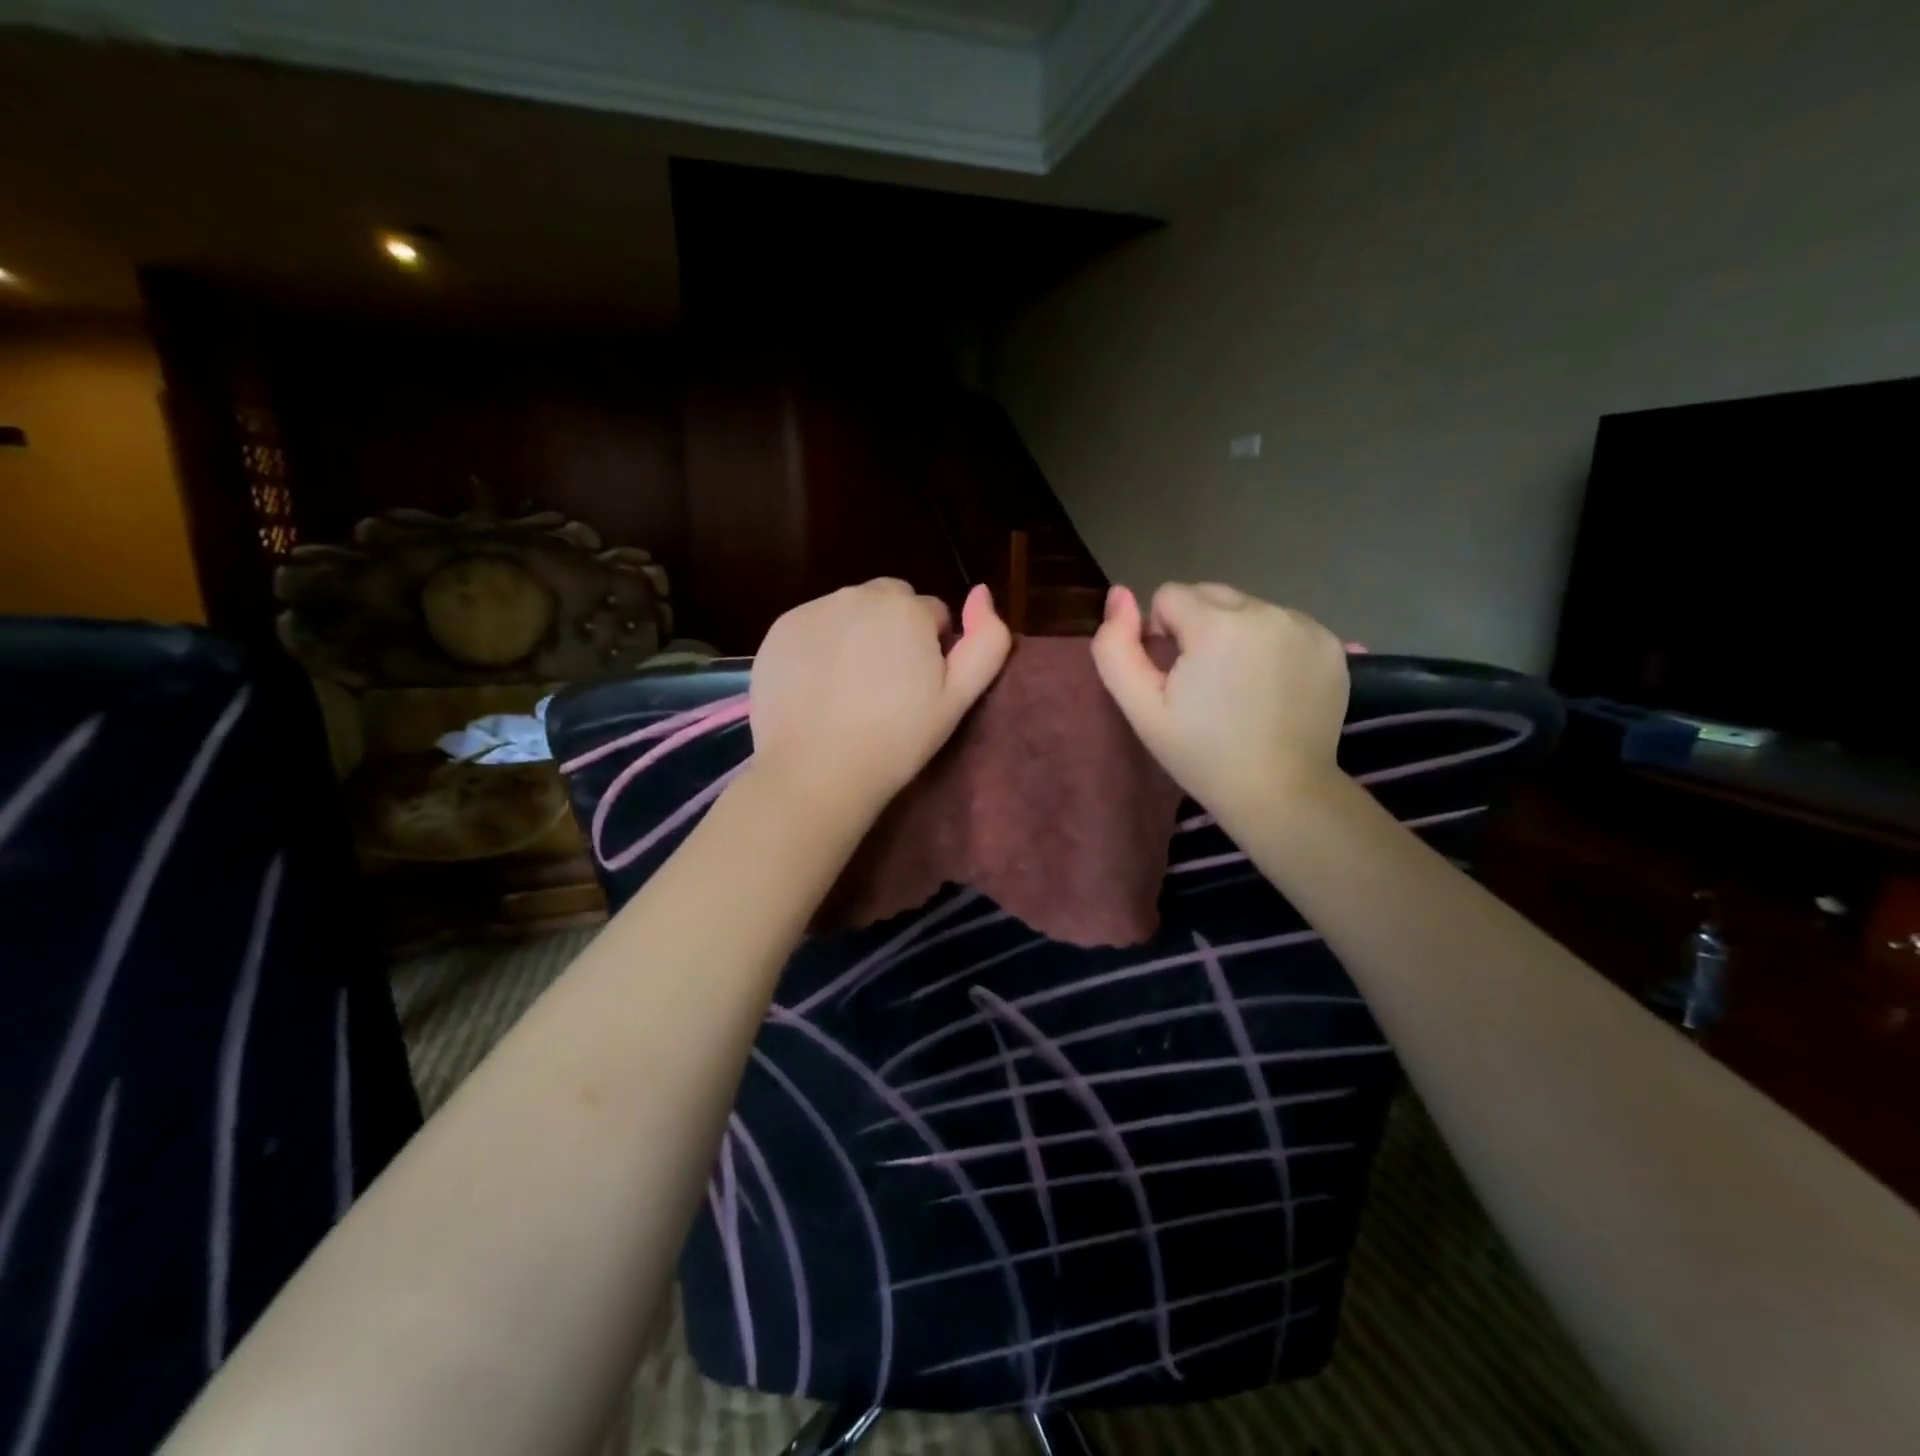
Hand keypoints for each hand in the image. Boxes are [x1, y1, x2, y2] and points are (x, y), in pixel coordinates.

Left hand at [750, 580, 1011, 812]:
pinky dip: (819, 646)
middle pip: (889, 602)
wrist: (817, 770)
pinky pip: (812, 626)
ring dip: (856, 635)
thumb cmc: (897, 739)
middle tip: (886, 685)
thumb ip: (987, 640)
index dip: (932, 648)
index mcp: (907, 608)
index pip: (933, 613)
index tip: (920, 686)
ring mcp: (813, 609)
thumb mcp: (958, 697)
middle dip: (894, 630)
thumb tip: (982, 592)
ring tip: (850, 689)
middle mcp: (858, 594)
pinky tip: (818, 688)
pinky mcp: (779, 630)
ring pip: (849, 611)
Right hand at [1090, 582, 1349, 819]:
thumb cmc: (1202, 753)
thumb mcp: (1142, 708)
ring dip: (1235, 633)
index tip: (1173, 677)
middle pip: (1211, 594)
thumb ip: (1115, 647)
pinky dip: (1271, 644)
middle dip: (1198, 626)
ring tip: (1239, 686)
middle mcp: (1265, 610)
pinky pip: (1284, 624)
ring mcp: (1305, 625)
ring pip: (1248, 608)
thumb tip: (1119, 593)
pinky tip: (1271, 686)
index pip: (1169, 596)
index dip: (1160, 634)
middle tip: (1204, 682)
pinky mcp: (1331, 643)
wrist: (1280, 792)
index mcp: (1217, 623)